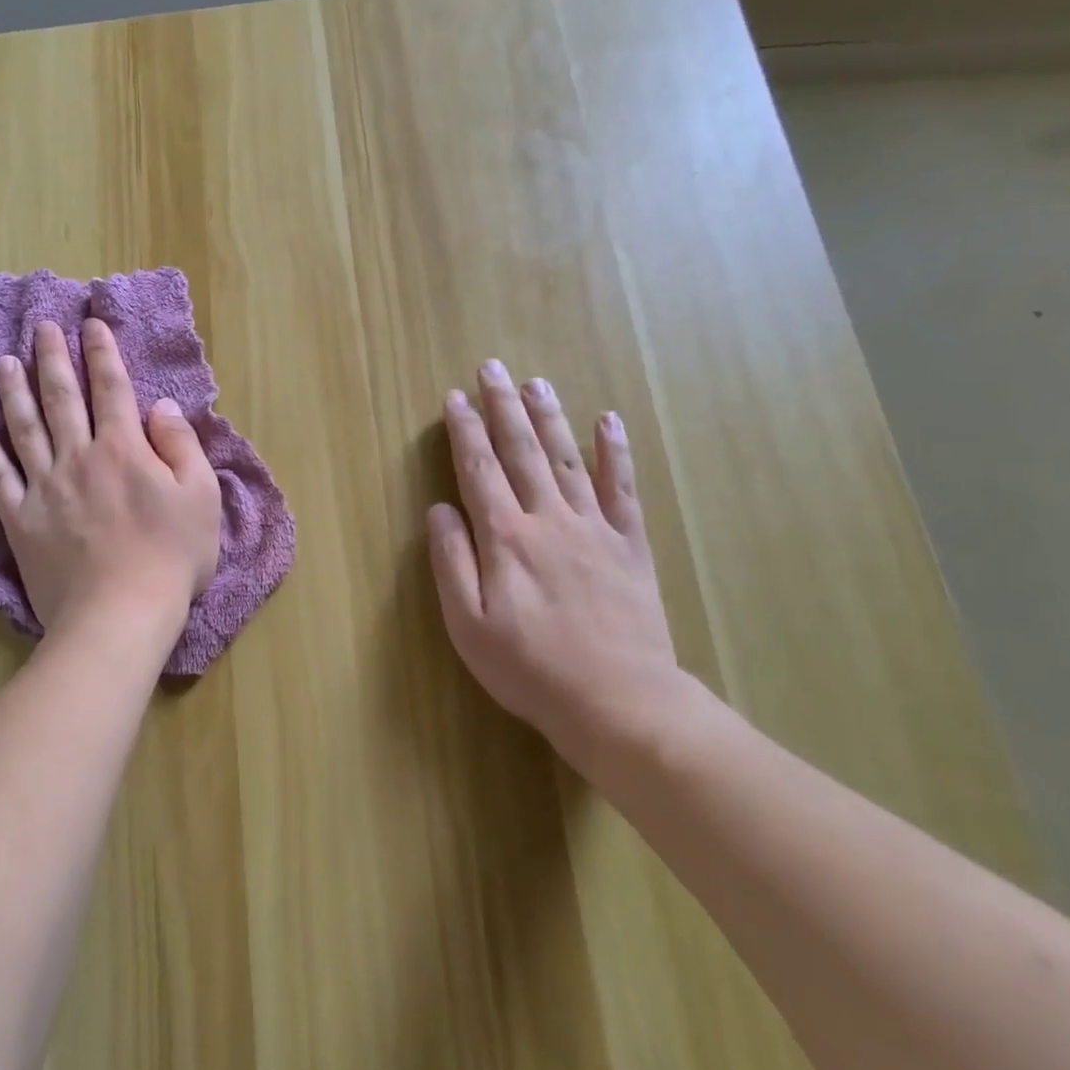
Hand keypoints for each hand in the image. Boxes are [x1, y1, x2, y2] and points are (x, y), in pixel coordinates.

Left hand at [0, 319, 221, 636]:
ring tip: (4, 362)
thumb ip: (181, 445)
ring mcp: (45, 487)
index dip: (102, 353)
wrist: (120, 614)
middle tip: (42, 327)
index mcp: (124, 448)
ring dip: (14, 391)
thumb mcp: (200, 497)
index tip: (90, 325)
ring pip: (24, 428)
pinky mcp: (21, 520)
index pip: (111, 388)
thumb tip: (161, 406)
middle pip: (62, 398)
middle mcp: (79, 457)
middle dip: (53, 358)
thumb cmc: (172, 557)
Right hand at [427, 360, 691, 775]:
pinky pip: (623, 488)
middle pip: (522, 451)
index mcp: (505, 537)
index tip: (454, 398)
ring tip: (536, 382)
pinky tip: (609, 420)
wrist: (619, 701)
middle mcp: (548, 518)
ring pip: (568, 458)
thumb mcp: (468, 625)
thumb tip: (440, 509)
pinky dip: (616, 451)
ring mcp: (594, 527)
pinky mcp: (630, 544)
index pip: (479, 469)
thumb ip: (451, 562)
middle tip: (492, 368)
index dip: (465, 431)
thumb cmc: (530, 668)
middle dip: (503, 407)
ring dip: (550, 417)